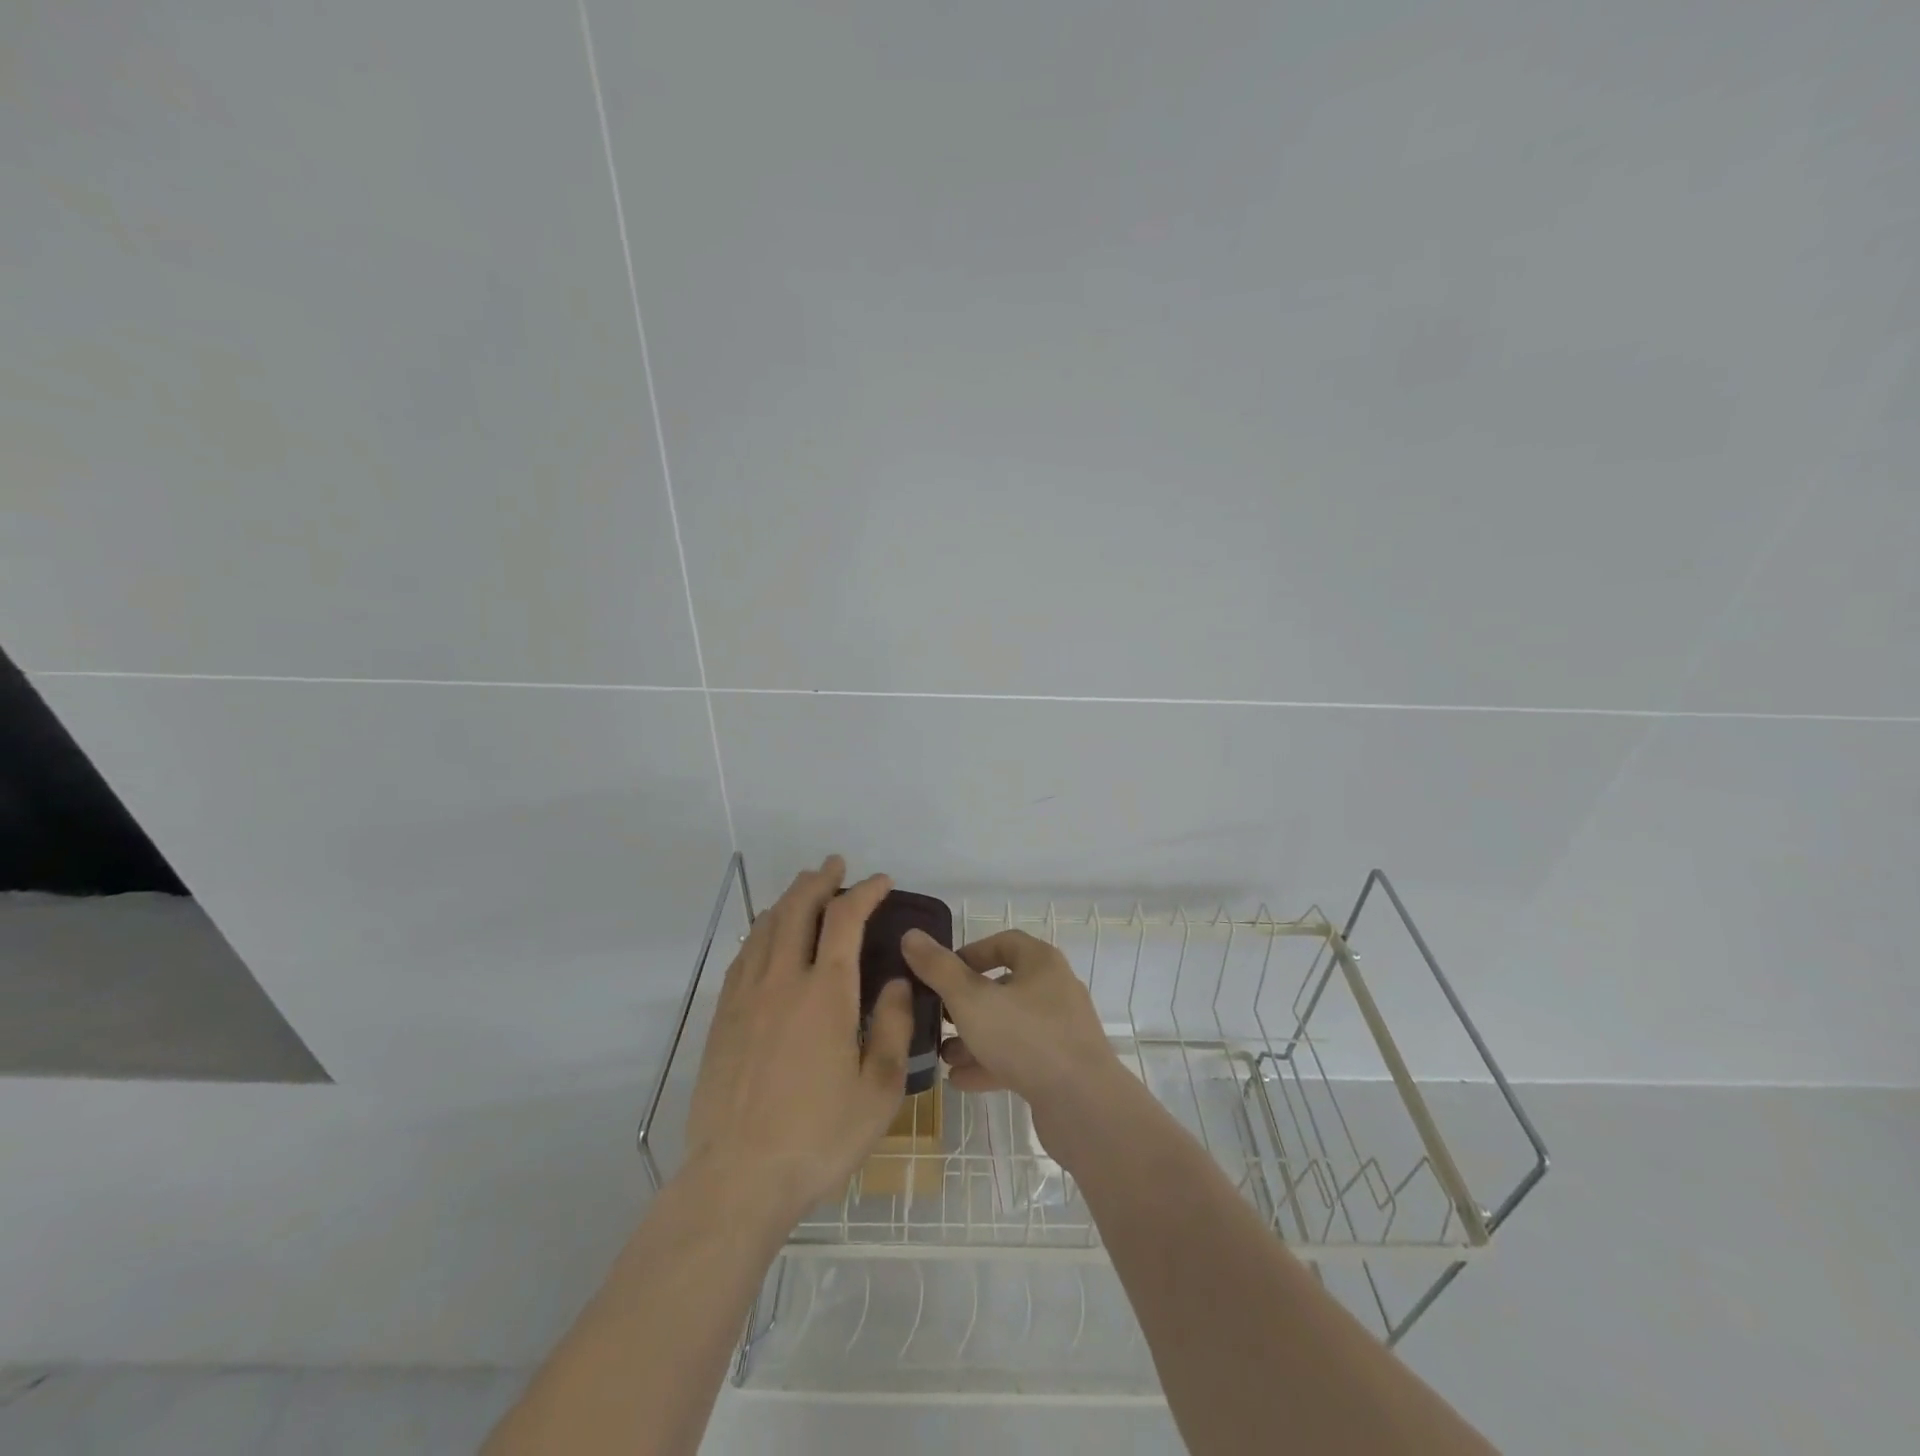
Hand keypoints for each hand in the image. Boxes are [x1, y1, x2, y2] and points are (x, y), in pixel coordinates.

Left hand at [684, 856, 913, 1219]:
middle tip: (836, 866)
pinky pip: (743, 955)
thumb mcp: (878, 1090)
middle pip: (797, 909)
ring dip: (788, 899)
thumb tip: (894, 983)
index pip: (845, 919)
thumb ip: (891, 1027)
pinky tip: (767, 936)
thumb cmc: (818, 1137)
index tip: (881, 881)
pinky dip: (761, 931)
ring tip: (804, 888)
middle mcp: (782, 980)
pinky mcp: (723, 1018)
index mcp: (825, 992)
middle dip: (819, 880)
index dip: (865, 891)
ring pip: (765, 927)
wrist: (737, 1179)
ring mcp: (746, 997)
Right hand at [900, 928, 1124, 1140]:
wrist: (1084, 1106)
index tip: (941, 972)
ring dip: (974, 1038)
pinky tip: (960, 1081)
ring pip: (1009, 1026)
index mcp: (1041, 963)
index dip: (970, 953)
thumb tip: (911, 935)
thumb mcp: (971, 999)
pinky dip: (990, 1064)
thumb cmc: (1026, 1038)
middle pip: (1004, 987)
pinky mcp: (1061, 1067)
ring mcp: (1061, 1031)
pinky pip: (1019, 1057)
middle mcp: (1055, 990)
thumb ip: (939, 969)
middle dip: (966, 1003)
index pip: (1004, 943)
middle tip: (936, 1017)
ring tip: (942, 1054)